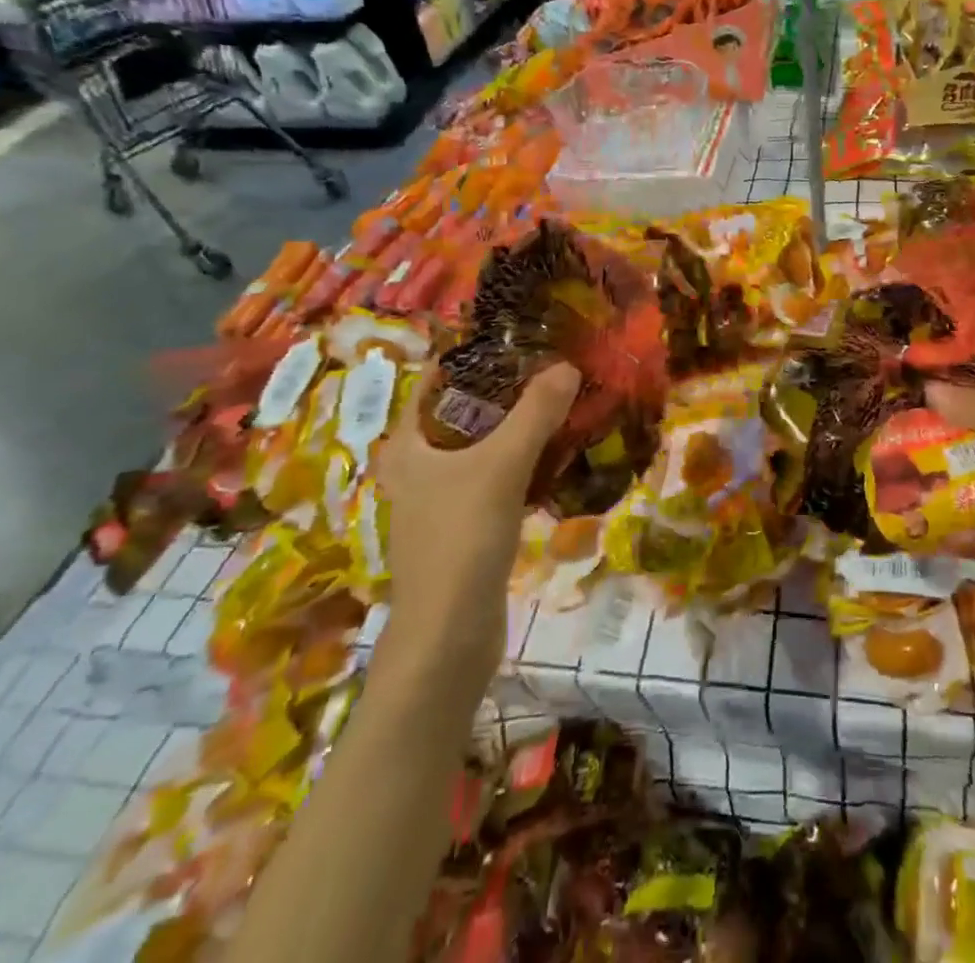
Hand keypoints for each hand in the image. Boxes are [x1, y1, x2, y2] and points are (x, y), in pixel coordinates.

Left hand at [372, 363, 579, 671]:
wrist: (449, 636)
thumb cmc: (461, 538)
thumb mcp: (501, 465)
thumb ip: (535, 413)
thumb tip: (567, 366)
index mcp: (407, 446)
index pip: (431, 381)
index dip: (468, 354)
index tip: (512, 337)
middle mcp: (416, 468)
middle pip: (458, 412)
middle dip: (499, 389)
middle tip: (544, 366)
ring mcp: (438, 501)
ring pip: (477, 447)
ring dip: (511, 426)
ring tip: (554, 401)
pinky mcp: (462, 528)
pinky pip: (491, 478)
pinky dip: (516, 461)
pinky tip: (549, 455)